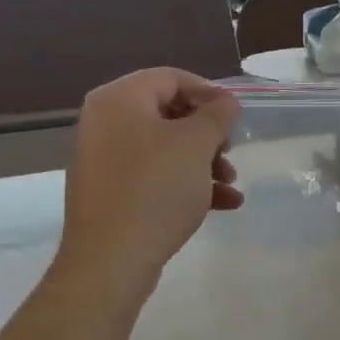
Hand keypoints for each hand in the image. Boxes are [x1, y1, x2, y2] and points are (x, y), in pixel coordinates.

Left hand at [56, 69, 241, 288]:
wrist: (110, 261)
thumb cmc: (155, 190)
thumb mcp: (195, 145)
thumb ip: (216, 115)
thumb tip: (226, 101)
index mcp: (119, 99)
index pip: (170, 78)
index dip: (209, 92)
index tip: (235, 116)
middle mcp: (105, 122)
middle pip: (168, 114)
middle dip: (208, 134)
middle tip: (230, 152)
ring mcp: (105, 159)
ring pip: (164, 148)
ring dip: (203, 162)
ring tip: (230, 184)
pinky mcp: (111, 192)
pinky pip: (153, 175)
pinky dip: (186, 183)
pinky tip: (223, 204)